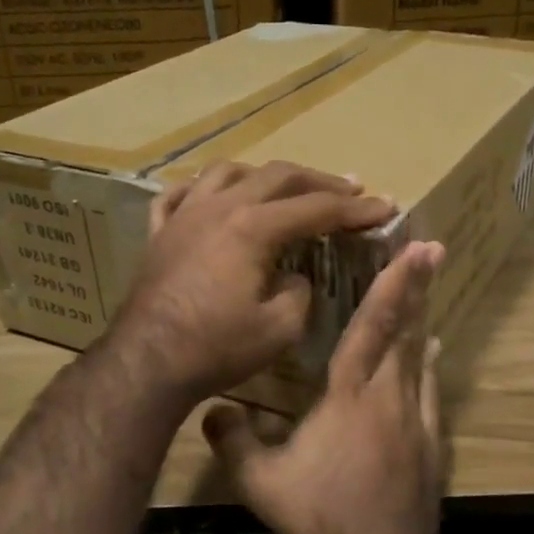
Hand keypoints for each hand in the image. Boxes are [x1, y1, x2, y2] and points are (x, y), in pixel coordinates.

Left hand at [111, 161, 394, 404]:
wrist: (147, 362)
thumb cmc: (217, 347)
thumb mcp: (281, 328)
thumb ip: (299, 292)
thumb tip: (293, 276)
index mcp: (254, 226)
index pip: (317, 208)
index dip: (356, 209)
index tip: (385, 207)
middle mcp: (220, 207)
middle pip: (278, 176)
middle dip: (319, 181)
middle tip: (349, 189)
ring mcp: (184, 215)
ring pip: (227, 172)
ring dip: (264, 175)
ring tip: (284, 186)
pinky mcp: (159, 233)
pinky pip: (179, 194)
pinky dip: (203, 188)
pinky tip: (213, 195)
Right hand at [204, 241, 446, 533]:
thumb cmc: (322, 515)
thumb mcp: (262, 482)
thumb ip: (234, 442)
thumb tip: (211, 410)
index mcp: (349, 396)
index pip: (371, 327)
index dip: (391, 285)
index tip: (413, 251)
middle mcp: (389, 396)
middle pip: (405, 331)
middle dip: (417, 287)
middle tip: (433, 250)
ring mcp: (417, 419)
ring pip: (420, 357)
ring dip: (423, 319)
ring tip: (427, 290)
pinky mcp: (431, 443)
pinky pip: (432, 390)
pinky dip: (430, 364)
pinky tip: (432, 353)